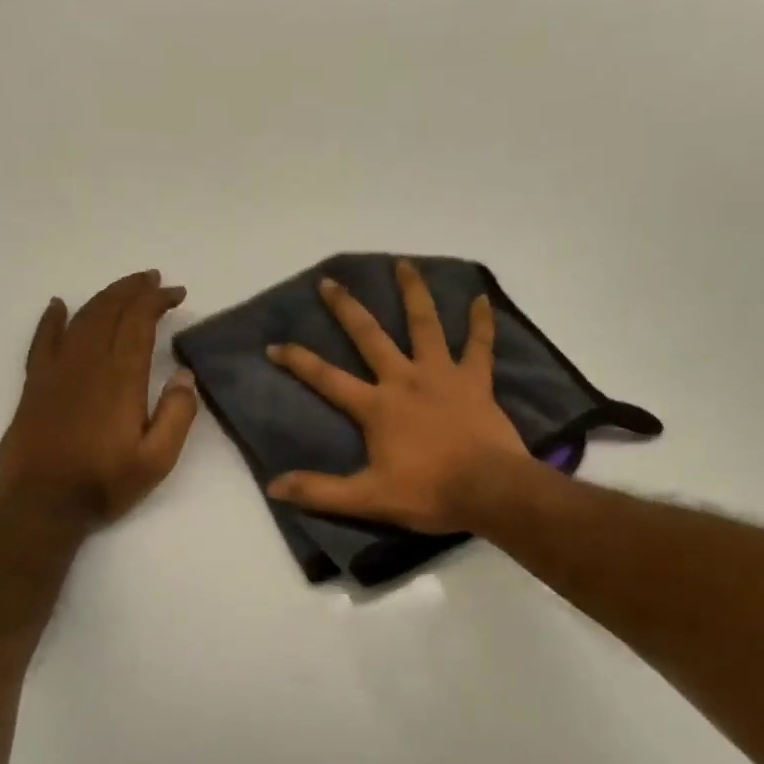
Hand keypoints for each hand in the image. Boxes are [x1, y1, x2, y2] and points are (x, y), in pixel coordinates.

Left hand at [0, 270, 198, 527]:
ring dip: (104, 297)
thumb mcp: (157, 459)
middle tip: (154, 280)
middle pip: (109, 311)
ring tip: (124, 288)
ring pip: (81, 318)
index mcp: (121, 378)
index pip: (139, 322)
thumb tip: (185, 376)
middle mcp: (87, 363)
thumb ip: (177, 415)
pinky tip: (59, 305)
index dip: (157, 300)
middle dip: (133, 290)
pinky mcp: (35, 384)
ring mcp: (56, 370)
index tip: (176, 293)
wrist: (43, 504)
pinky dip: (52, 319)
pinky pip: (42, 340)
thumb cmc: (105, 483)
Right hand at [265, 259, 529, 533]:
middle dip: (346, 309)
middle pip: (370, 336)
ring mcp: (443, 375)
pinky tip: (481, 299)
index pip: (327, 378)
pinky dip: (481, 322)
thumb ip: (321, 492)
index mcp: (377, 406)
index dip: (298, 361)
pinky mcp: (476, 381)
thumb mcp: (368, 499)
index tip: (274, 345)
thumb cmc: (429, 493)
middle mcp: (405, 380)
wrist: (489, 490)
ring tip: (404, 265)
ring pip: (425, 325)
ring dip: (413, 294)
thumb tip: (274, 486)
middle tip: (329, 281)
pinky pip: (480, 345)